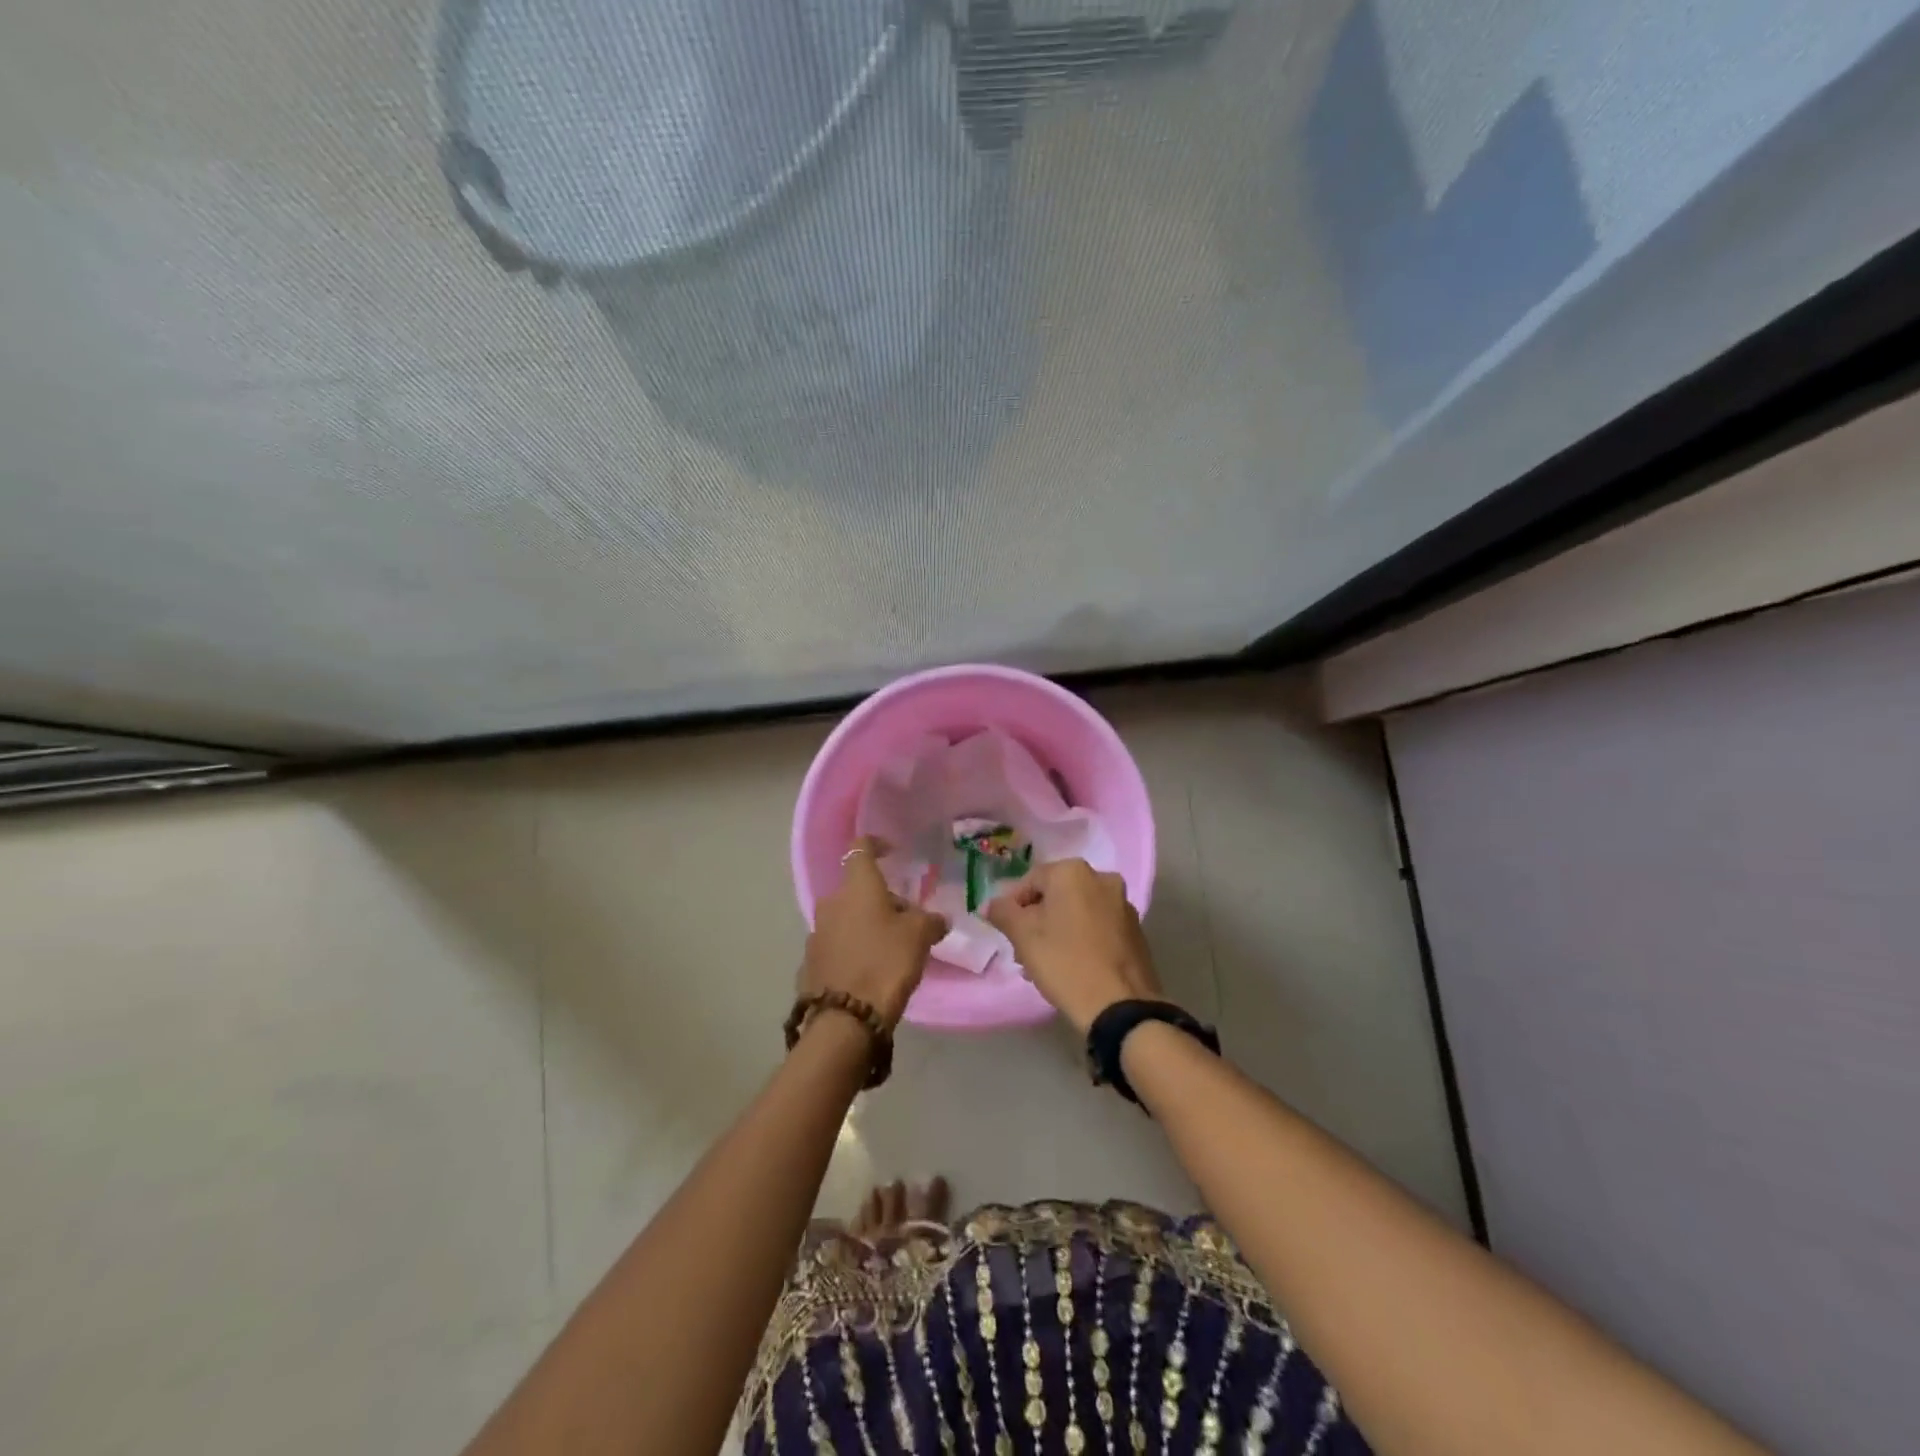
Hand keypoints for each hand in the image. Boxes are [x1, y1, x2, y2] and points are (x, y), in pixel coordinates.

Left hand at [802, 837, 949, 1029]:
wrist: (845, 1018)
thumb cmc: (886, 962)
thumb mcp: (920, 937)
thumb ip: (931, 921)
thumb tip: (938, 919)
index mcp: (857, 887)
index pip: (860, 848)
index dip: (876, 844)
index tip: (892, 852)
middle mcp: (831, 902)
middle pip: (857, 889)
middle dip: (881, 899)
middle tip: (907, 919)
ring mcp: (816, 932)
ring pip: (847, 917)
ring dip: (866, 925)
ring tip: (891, 947)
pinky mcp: (811, 961)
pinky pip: (837, 944)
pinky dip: (853, 948)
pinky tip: (870, 969)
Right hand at [984, 859, 1161, 1033]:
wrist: (1120, 1006)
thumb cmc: (1065, 963)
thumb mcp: (1023, 937)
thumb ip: (1002, 913)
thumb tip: (991, 904)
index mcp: (1073, 872)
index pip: (1030, 881)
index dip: (1013, 906)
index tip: (1007, 933)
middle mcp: (1102, 878)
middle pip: (1056, 895)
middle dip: (1036, 919)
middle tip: (1023, 950)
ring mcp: (1123, 904)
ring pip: (1077, 911)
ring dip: (1058, 930)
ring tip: (1045, 963)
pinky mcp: (1135, 930)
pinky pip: (1098, 926)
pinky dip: (1081, 938)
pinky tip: (1072, 966)